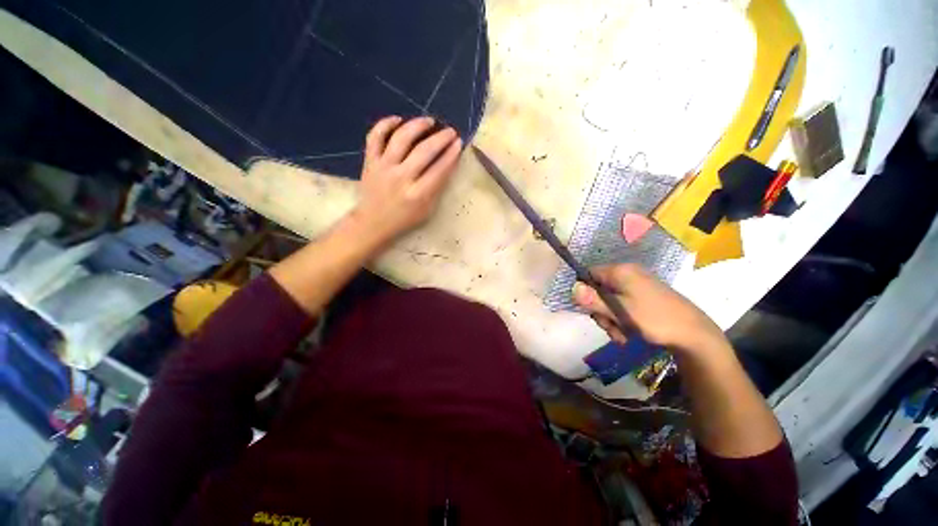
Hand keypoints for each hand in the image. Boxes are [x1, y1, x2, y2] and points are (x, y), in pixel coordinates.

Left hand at [351, 116, 462, 246]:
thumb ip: (437, 188)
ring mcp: (383, 167)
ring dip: (417, 126)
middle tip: (450, 131)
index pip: (439, 169)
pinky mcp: (370, 161)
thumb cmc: (404, 219)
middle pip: (423, 151)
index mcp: (417, 195)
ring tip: (429, 121)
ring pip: (401, 138)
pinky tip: (398, 119)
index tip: (459, 143)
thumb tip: (448, 163)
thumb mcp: (427, 210)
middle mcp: (401, 178)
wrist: (373, 222)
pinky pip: (375, 137)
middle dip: (441, 138)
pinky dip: (385, 124)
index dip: (451, 154)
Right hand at [572, 264, 727, 355]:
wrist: (694, 334)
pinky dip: (621, 320)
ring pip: (609, 301)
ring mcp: (636, 286)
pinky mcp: (643, 297)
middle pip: (598, 290)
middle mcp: (627, 274)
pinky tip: (628, 334)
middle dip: (600, 311)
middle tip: (610, 327)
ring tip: (621, 335)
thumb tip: (571, 289)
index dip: (584, 292)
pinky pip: (622, 306)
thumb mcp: (620, 311)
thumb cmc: (654, 319)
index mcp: (620, 271)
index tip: (590, 310)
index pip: (589, 274)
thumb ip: (594, 300)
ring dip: (610, 320)